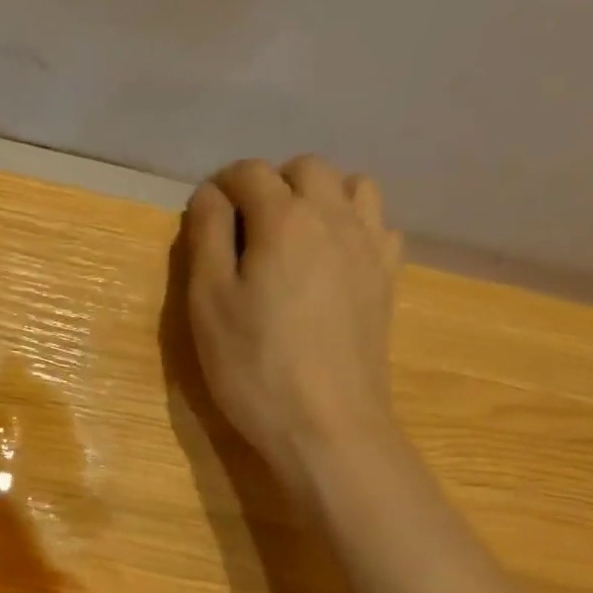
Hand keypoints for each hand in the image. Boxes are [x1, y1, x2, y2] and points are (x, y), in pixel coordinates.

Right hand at [183, 155, 402, 471]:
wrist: (326, 424)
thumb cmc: (253, 366)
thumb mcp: (208, 302)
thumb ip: (206, 237)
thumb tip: (209, 195)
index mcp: (284, 218)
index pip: (249, 172)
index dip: (220, 187)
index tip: (205, 218)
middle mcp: (334, 217)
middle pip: (306, 168)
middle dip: (271, 184)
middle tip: (244, 229)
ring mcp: (370, 246)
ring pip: (352, 186)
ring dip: (318, 196)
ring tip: (292, 237)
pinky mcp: (388, 278)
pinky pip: (378, 224)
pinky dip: (352, 225)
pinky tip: (332, 261)